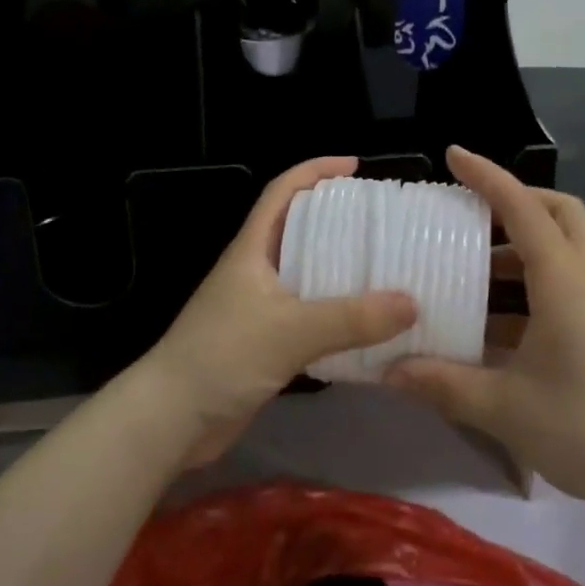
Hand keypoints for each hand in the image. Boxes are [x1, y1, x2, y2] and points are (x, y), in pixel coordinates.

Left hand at [130, 156, 415, 466]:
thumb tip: (412, 302)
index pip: (282, 191)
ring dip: (342, 269)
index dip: (315, 171)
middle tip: (383, 222)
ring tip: (387, 268)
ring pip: (307, 274)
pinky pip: (310, 316)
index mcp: (252, 249)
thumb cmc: (222, 356)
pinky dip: (338, 314)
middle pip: (299, 229)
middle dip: (338, 219)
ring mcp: (259, 307)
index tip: (355, 166)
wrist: (172, 419)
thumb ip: (351, 318)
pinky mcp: (266, 342)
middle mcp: (256, 270)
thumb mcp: (290, 330)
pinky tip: (368, 324)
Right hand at [384, 147, 584, 509]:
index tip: (454, 155)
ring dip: (518, 246)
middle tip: (470, 212)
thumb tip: (388, 370)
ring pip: (563, 249)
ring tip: (468, 267)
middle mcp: (584, 282)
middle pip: (560, 212)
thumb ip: (442, 384)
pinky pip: (562, 286)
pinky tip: (490, 324)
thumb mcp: (504, 407)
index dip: (487, 176)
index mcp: (563, 282)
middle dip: (516, 199)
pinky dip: (526, 286)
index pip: (522, 208)